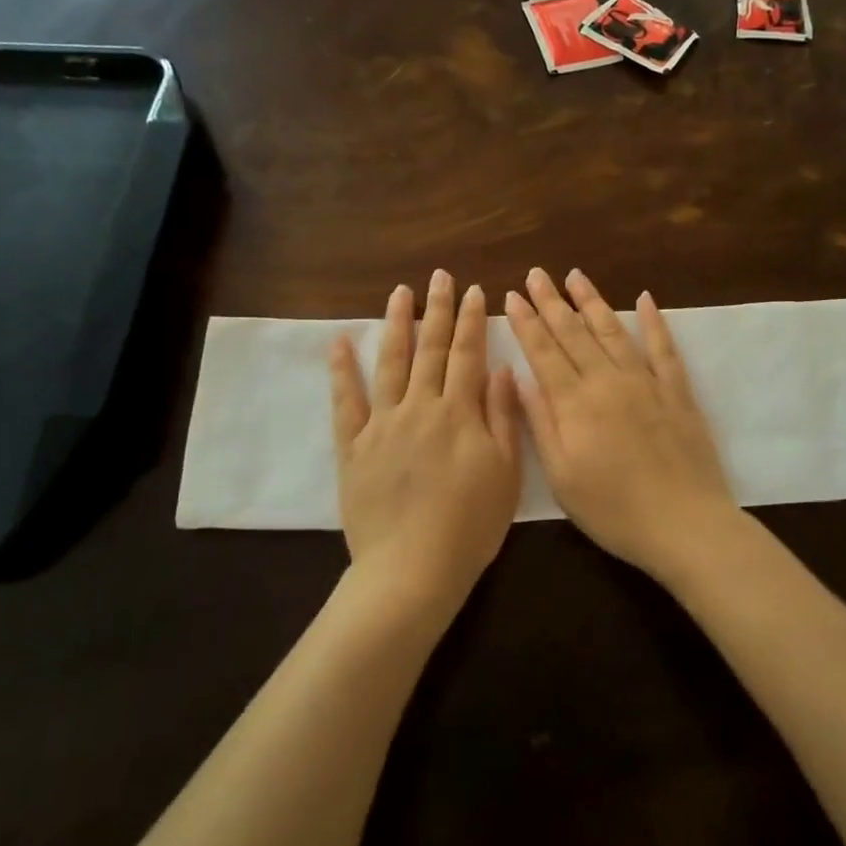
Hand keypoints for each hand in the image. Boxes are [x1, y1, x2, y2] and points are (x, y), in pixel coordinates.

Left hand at [330, 271, 521, 611]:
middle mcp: (420, 408)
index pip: (468, 355)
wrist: (412, 568)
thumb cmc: (470, 526)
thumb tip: (499, 370)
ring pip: (390, 364)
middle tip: (440, 276)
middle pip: (430, 350)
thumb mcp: (505, 473)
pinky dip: (342, 370)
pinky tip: (340, 342)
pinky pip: (345, 402)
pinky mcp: (353, 446)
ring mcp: (382, 424)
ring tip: (399, 292)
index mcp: (459, 414)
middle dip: (438, 310)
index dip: (473, 321)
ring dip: (396, 325)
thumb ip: (501, 417)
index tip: (475, 291)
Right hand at [505, 268, 735, 583]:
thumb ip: (541, 424)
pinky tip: (645, 299)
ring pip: (613, 331)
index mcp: (575, 404)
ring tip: (575, 276)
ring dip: (593, 302)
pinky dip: (654, 322)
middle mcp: (608, 382)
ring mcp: (646, 383)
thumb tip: (520, 378)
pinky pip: (664, 348)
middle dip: (552, 302)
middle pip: (574, 333)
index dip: (527, 322)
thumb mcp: (562, 477)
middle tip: (536, 274)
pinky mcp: (677, 392)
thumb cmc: (613, 509)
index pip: (544, 352)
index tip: (513, 295)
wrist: (684, 523)